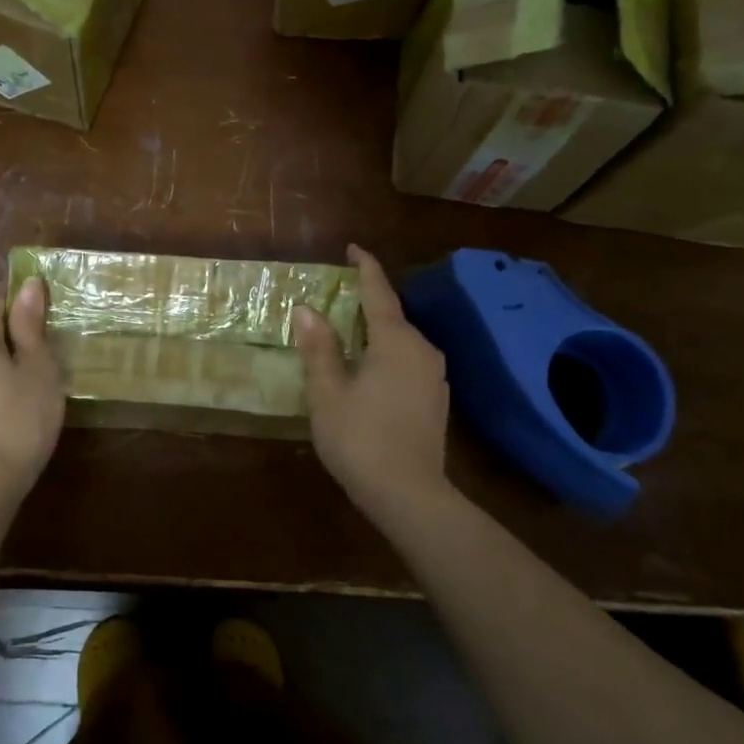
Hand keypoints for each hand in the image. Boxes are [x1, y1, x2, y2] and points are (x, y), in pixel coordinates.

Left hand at [0, 278, 64, 499]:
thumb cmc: (21, 418)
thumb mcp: (37, 367)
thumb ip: (30, 324)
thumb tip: (27, 284)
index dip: (25, 303)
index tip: (49, 319)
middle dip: (14, 332)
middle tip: (47, 353)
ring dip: (1, 357)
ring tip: (32, 379)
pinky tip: (10, 400)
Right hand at [294, 244, 450, 518]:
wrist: (409, 495)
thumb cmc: (360, 438)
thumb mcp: (328, 392)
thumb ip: (319, 347)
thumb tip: (307, 310)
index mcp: (396, 341)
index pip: (379, 292)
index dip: (365, 267)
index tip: (353, 248)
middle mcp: (422, 350)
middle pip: (392, 316)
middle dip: (367, 303)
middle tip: (337, 297)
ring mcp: (434, 376)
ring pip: (402, 341)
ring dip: (376, 332)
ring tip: (348, 334)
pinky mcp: (436, 399)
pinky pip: (408, 362)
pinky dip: (387, 355)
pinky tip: (369, 371)